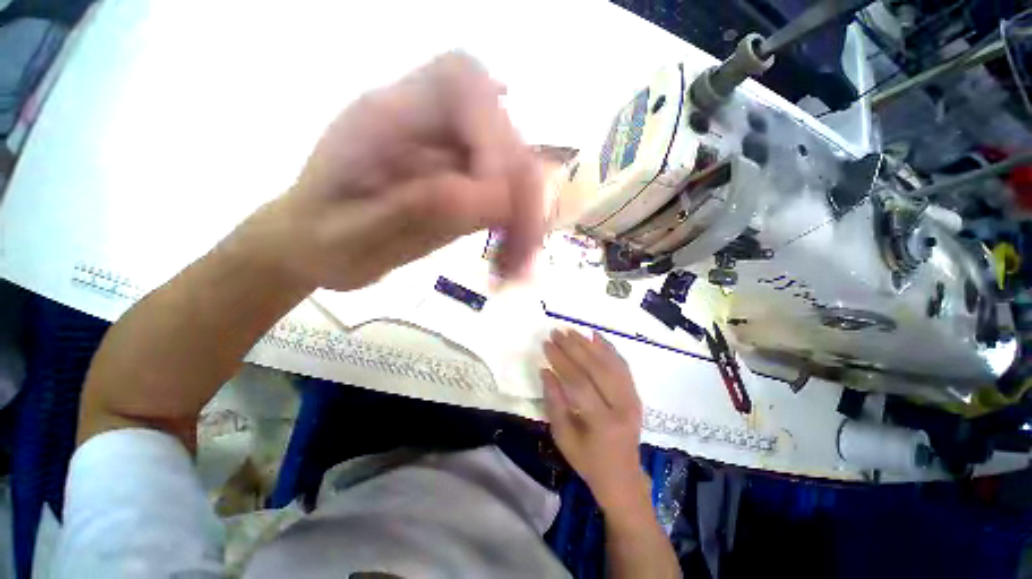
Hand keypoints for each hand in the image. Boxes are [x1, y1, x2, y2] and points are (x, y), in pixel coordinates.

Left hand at [241, 52, 542, 291]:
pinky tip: (510, 260)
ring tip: (514, 268)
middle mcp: (427, 124)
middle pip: (504, 131)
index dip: (494, 135)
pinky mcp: (466, 180)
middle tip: (519, 256)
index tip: (496, 203)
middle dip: (522, 196)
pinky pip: (510, 194)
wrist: (315, 246)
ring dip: (527, 219)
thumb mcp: (346, 237)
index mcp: (384, 117)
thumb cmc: (319, 243)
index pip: (462, 84)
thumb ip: (411, 212)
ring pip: (516, 167)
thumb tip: (493, 195)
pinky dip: (520, 227)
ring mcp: (451, 153)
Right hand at [541, 329, 647, 510]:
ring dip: (589, 343)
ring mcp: (633, 398)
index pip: (579, 382)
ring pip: (611, 363)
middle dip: (574, 347)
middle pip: (596, 368)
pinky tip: (596, 336)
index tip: (547, 344)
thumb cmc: (588, 461)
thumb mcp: (563, 438)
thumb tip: (545, 371)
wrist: (623, 477)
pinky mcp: (636, 394)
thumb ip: (554, 402)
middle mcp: (622, 406)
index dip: (561, 361)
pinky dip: (609, 348)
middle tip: (557, 332)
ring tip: (571, 330)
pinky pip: (623, 365)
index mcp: (603, 422)